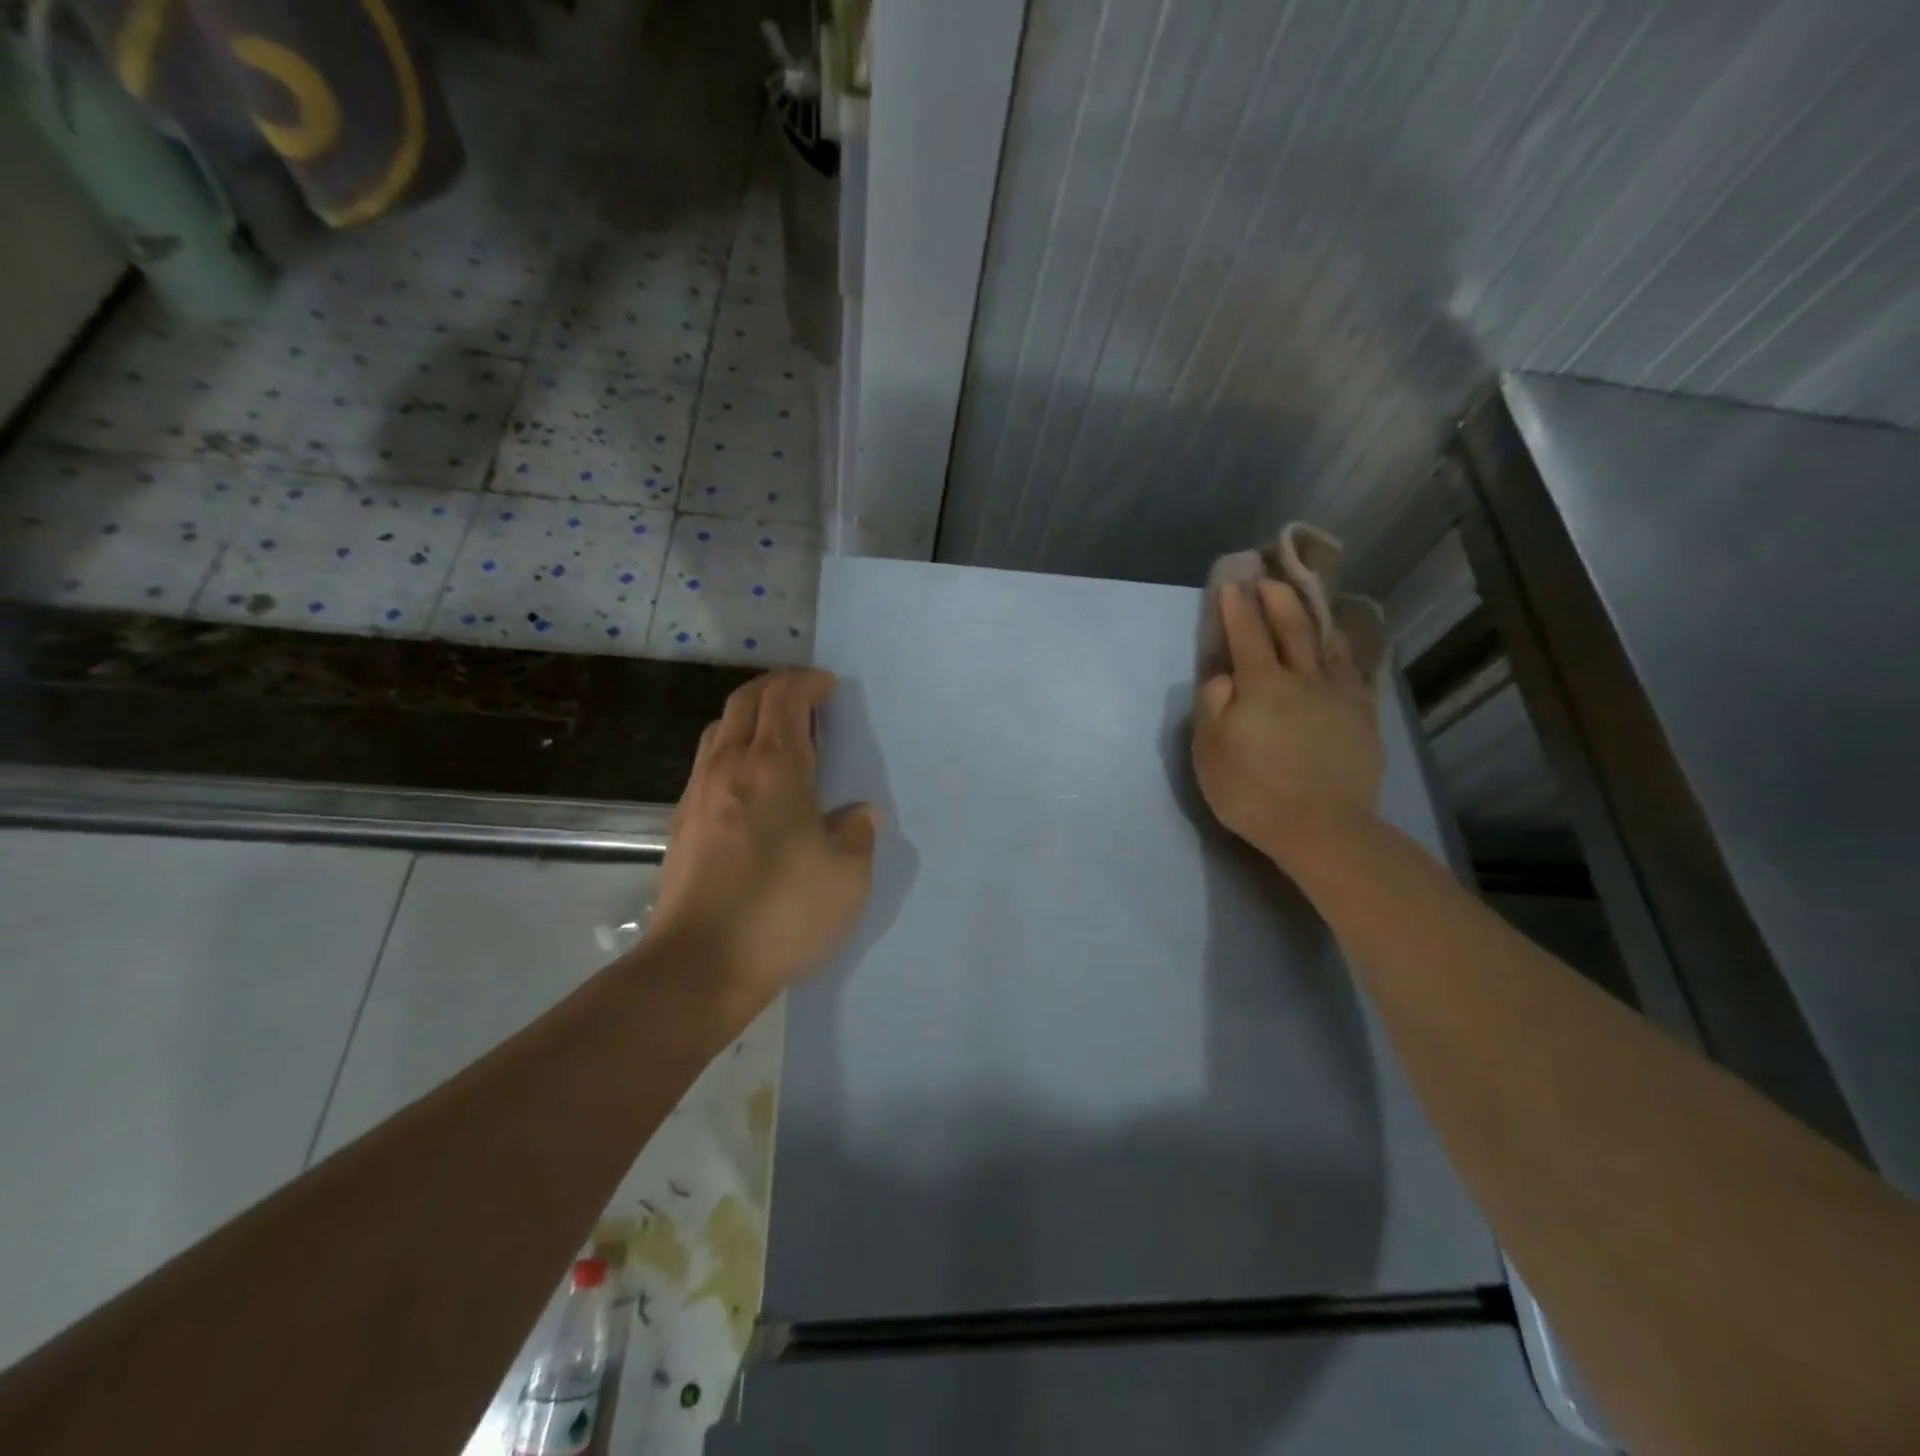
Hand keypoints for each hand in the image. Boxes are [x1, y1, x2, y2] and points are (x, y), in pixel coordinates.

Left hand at [650, 669, 877, 1004]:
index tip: (828, 686)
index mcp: (773, 767)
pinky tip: (751, 786)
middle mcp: (728, 767)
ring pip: (719, 730)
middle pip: (744, 701)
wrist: (699, 966)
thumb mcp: (847, 875)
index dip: (806, 682)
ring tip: (778, 738)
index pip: (784, 698)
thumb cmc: (782, 912)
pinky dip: (732, 751)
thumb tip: (857, 813)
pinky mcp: (681, 824)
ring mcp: (697, 794)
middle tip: (805, 698)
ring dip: (749, 718)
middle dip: (775, 688)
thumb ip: (857, 833)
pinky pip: (707, 764)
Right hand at [1192, 579, 1382, 874]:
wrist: (1321, 827)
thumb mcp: (1209, 751)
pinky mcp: (1362, 715)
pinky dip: (1342, 649)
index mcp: (1260, 684)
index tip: (1231, 585)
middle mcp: (1301, 678)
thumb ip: (1212, 705)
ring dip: (1313, 616)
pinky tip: (1339, 647)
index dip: (1237, 607)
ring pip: (1326, 643)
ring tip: (1307, 602)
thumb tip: (1223, 675)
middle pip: (1291, 627)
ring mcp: (1337, 695)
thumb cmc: (1252, 791)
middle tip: (1268, 580)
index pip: (1246, 634)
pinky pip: (1353, 669)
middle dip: (1277, 599)